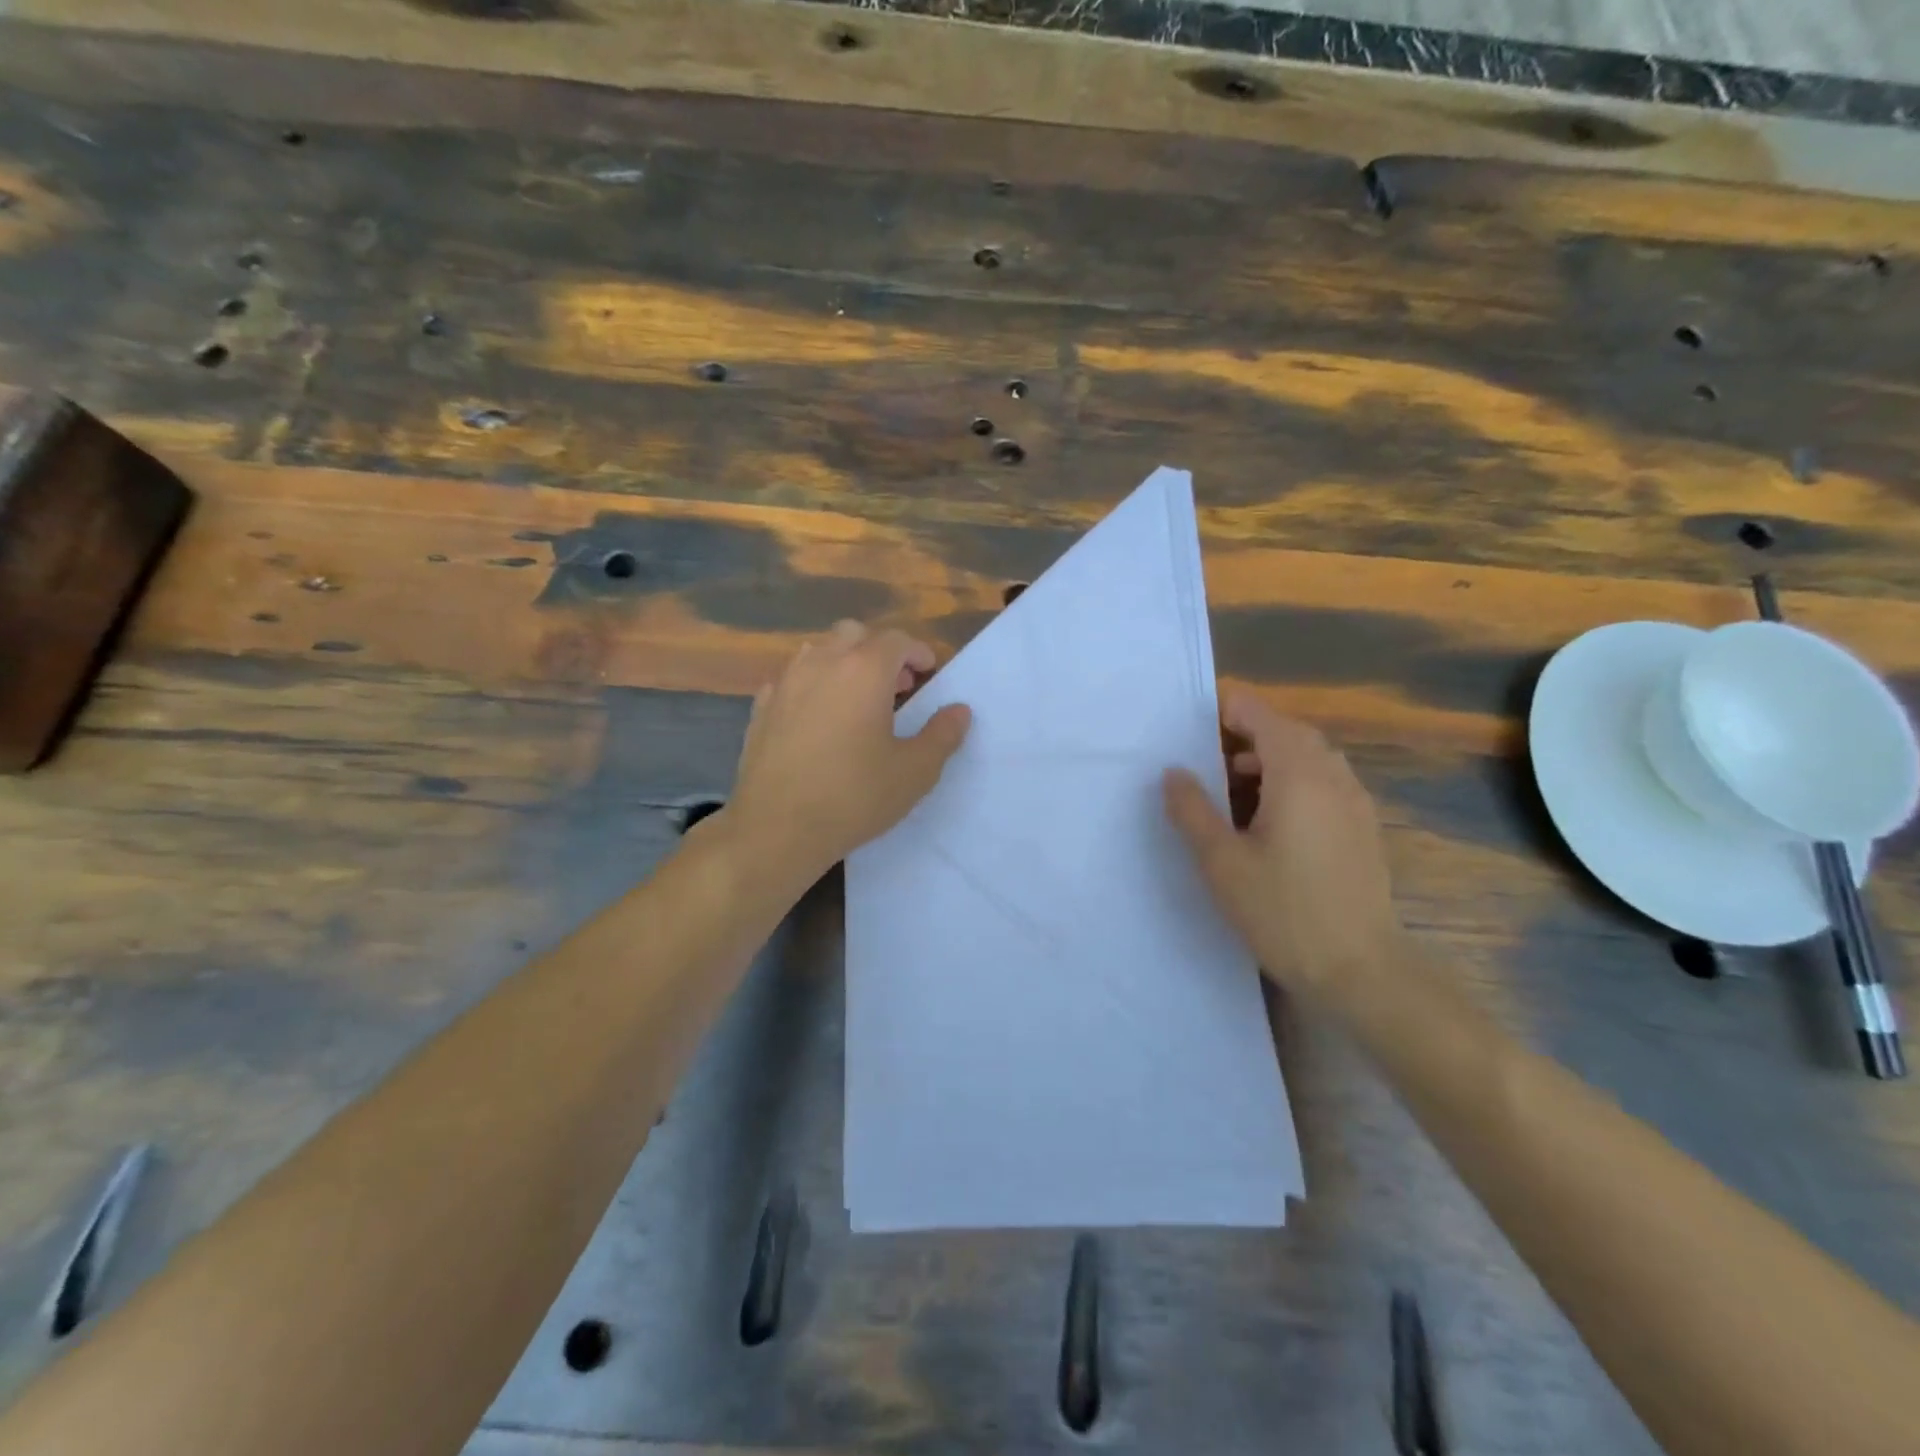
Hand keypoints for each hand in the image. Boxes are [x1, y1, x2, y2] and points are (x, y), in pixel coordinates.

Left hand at [723, 620, 971, 878]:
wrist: (777, 828)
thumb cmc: (854, 796)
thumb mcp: (914, 772)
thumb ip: (942, 735)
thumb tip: (959, 710)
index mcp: (864, 671)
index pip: (896, 640)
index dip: (917, 651)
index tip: (928, 673)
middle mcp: (822, 664)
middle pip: (854, 634)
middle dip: (879, 650)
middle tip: (897, 685)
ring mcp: (785, 683)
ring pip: (818, 651)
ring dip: (844, 662)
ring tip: (857, 698)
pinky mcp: (761, 707)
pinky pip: (791, 679)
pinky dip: (812, 685)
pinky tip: (818, 717)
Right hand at [1163, 694, 1400, 997]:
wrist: (1360, 969)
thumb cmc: (1283, 911)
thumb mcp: (1221, 862)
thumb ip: (1192, 810)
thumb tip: (1173, 772)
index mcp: (1298, 775)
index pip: (1263, 717)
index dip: (1229, 711)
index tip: (1195, 725)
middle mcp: (1333, 777)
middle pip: (1290, 732)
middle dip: (1248, 734)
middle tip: (1209, 757)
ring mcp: (1355, 802)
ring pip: (1311, 757)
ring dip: (1272, 758)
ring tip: (1235, 788)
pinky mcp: (1363, 828)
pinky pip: (1326, 782)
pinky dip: (1294, 780)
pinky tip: (1271, 819)